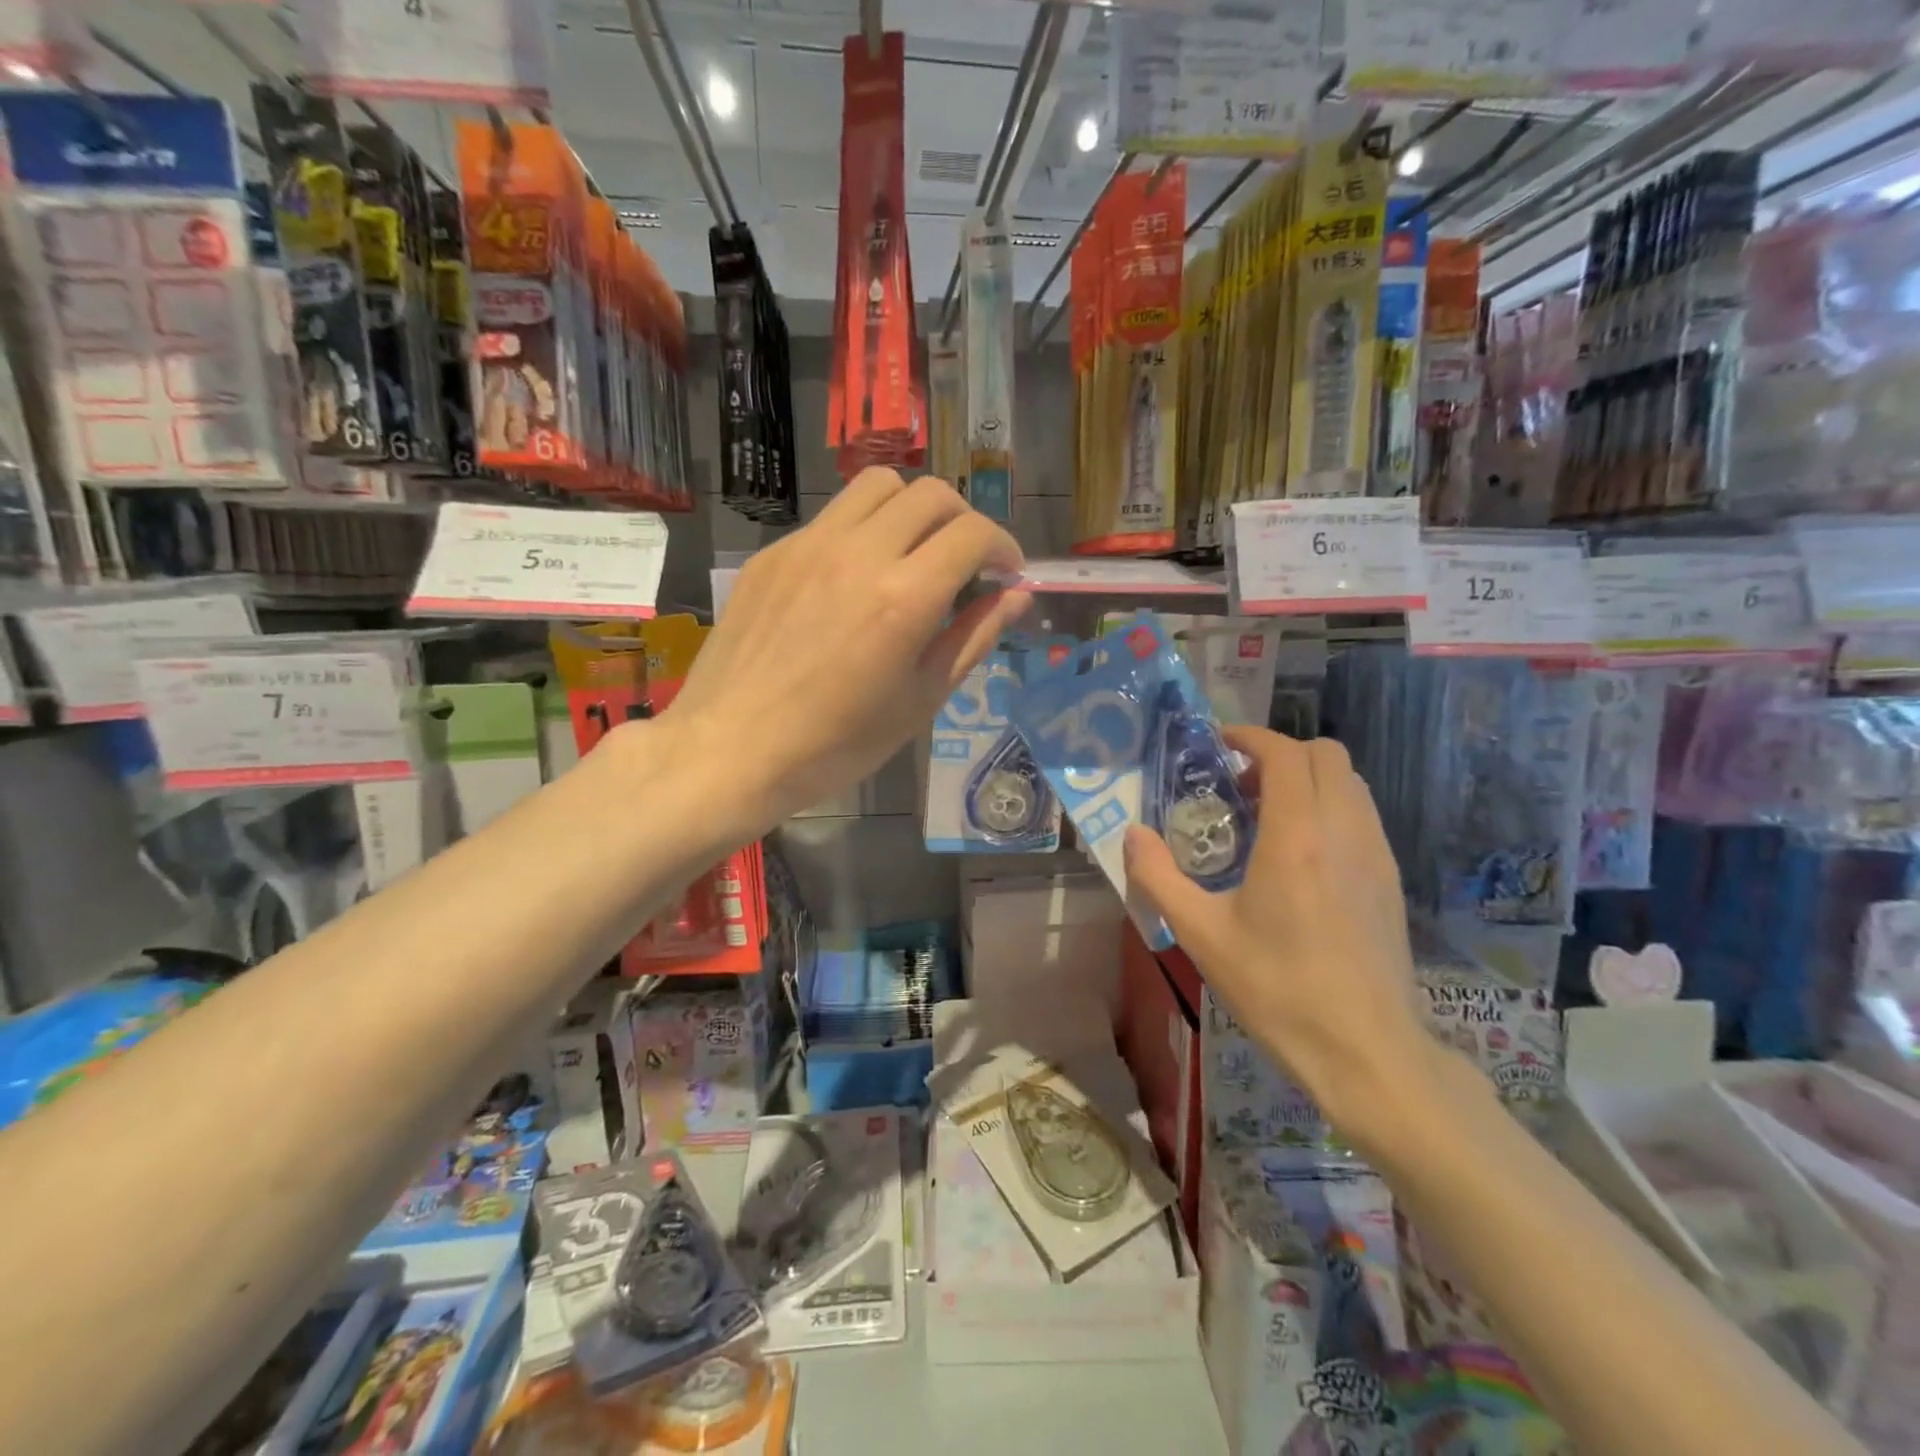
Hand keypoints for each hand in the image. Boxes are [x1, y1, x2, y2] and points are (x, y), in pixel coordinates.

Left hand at [666, 469, 1030, 829]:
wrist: (732, 749)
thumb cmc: (836, 744)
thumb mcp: (920, 701)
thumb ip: (972, 638)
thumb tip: (1015, 596)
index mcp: (903, 597)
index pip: (973, 534)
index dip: (1004, 547)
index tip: (1006, 574)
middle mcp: (859, 552)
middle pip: (931, 493)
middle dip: (964, 521)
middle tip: (966, 563)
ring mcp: (808, 545)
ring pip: (878, 486)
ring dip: (912, 508)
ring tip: (913, 552)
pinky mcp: (773, 553)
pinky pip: (832, 517)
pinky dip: (863, 531)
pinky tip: (854, 579)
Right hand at [1125, 727, 1435, 1156]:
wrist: (1366, 1050)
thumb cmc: (1277, 988)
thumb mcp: (1201, 934)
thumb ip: (1158, 877)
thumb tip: (1132, 834)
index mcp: (1297, 836)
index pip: (1285, 754)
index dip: (1251, 738)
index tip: (1218, 747)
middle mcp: (1344, 830)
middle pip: (1326, 754)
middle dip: (1280, 753)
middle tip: (1240, 784)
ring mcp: (1376, 853)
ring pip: (1350, 782)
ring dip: (1307, 779)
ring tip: (1267, 816)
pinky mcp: (1390, 879)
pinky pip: (1361, 814)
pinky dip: (1329, 807)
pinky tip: (1299, 854)